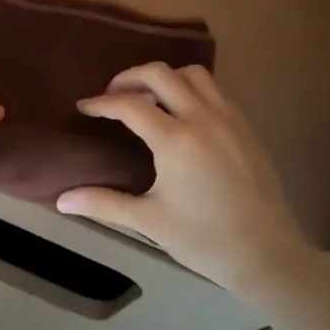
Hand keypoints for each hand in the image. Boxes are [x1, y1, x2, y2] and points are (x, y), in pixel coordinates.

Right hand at [56, 62, 315, 297]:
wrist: (267, 255)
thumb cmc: (204, 239)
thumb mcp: (148, 221)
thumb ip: (103, 203)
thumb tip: (61, 200)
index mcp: (176, 140)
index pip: (130, 105)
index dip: (101, 103)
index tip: (83, 108)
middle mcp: (203, 119)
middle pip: (161, 73)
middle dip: (129, 77)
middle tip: (111, 95)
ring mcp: (230, 120)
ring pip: (194, 73)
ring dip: (165, 77)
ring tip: (147, 98)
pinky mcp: (247, 128)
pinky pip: (215, 91)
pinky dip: (191, 89)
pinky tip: (181, 115)